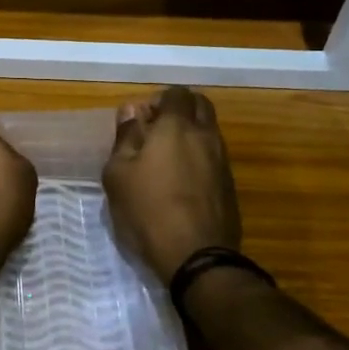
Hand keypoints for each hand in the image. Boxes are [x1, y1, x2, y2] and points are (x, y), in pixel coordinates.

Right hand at [103, 87, 240, 283]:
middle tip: (156, 131)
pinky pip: (214, 157)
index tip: (142, 119)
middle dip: (180, 110)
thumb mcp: (118, 173)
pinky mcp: (229, 185)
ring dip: (191, 134)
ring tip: (166, 159)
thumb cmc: (147, 209)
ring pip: (210, 132)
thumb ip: (125, 137)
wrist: (196, 256)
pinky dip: (199, 158)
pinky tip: (181, 181)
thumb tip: (131, 110)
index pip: (176, 93)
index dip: (159, 100)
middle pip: (201, 106)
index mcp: (177, 127)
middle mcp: (206, 136)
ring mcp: (222, 161)